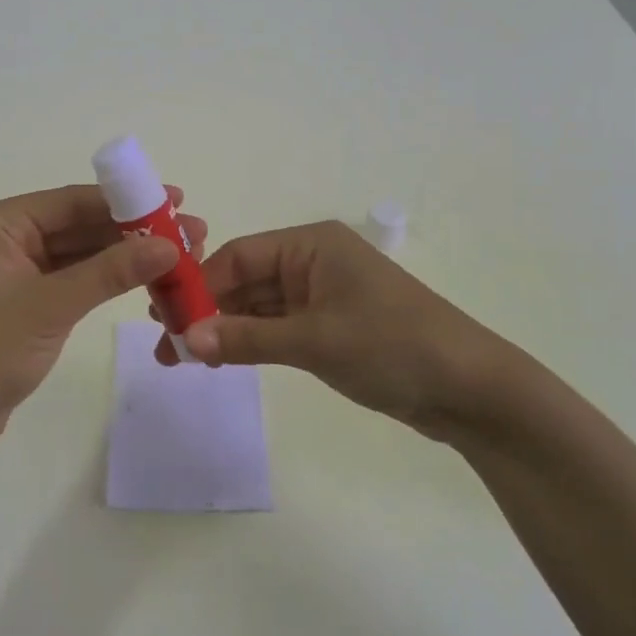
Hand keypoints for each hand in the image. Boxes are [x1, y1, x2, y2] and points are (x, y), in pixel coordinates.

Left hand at [0, 184, 207, 449]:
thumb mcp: (53, 306)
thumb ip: (111, 271)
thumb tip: (171, 244)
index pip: (72, 201)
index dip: (127, 201)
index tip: (175, 200)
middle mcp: (7, 235)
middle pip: (81, 224)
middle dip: (134, 230)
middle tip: (191, 232)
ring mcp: (18, 268)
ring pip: (82, 252)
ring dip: (127, 254)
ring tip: (182, 255)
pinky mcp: (29, 297)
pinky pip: (76, 277)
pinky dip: (109, 278)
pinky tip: (147, 277)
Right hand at [156, 221, 528, 443]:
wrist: (472, 390)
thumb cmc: (393, 345)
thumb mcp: (315, 341)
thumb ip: (247, 339)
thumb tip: (185, 342)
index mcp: (311, 245)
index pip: (239, 257)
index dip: (200, 286)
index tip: (163, 317)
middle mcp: (313, 262)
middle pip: (245, 280)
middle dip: (207, 310)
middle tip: (166, 345)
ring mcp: (323, 296)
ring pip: (259, 306)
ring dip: (226, 329)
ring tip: (184, 358)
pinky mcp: (332, 327)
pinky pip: (279, 327)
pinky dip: (252, 342)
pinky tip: (222, 359)